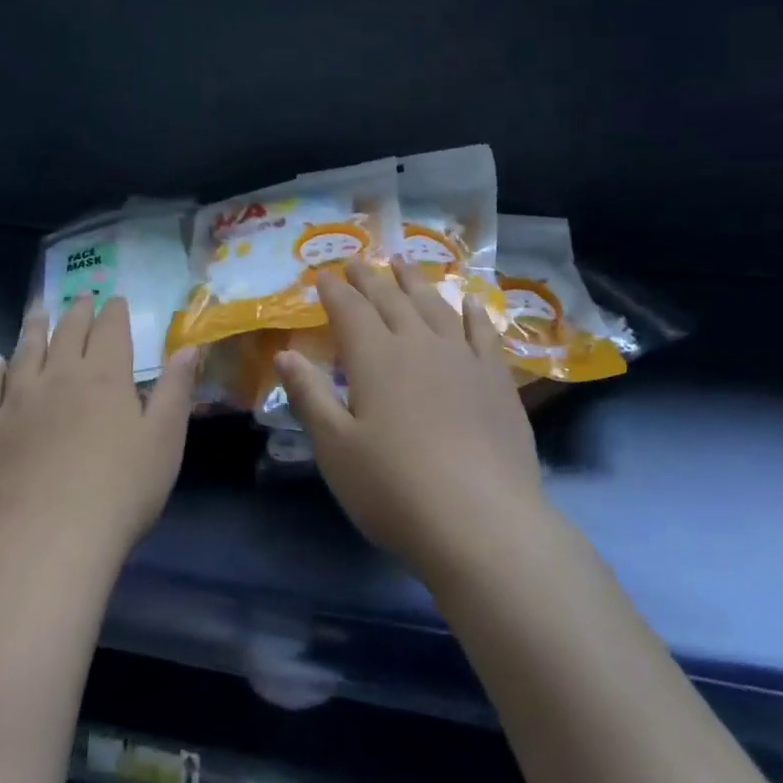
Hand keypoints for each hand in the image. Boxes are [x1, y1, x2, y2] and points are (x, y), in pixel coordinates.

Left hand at [0, 296, 198, 568]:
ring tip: (38, 309)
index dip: (113, 311)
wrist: (48, 539)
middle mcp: (59, 376)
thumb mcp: (165, 439)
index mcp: (105, 376)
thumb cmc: (121, 490)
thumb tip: (189, 346)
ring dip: (34, 327)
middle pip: (68, 332)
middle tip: (81, 295)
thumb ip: (176, 388)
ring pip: (26, 351)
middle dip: (77, 310)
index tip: (115, 299)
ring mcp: (18, 401)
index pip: (110, 329)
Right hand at [276, 260, 546, 575]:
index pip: (349, 310)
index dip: (334, 290)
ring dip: (415, 282)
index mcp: (375, 358)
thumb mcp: (335, 448)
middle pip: (391, 299)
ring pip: (434, 306)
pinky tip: (469, 301)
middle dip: (370, 278)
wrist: (483, 522)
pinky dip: (473, 312)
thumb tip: (286, 354)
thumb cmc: (394, 488)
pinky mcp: (496, 380)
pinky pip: (483, 332)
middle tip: (358, 260)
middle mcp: (419, 344)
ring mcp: (463, 358)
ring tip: (403, 263)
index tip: (323, 274)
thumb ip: (310, 396)